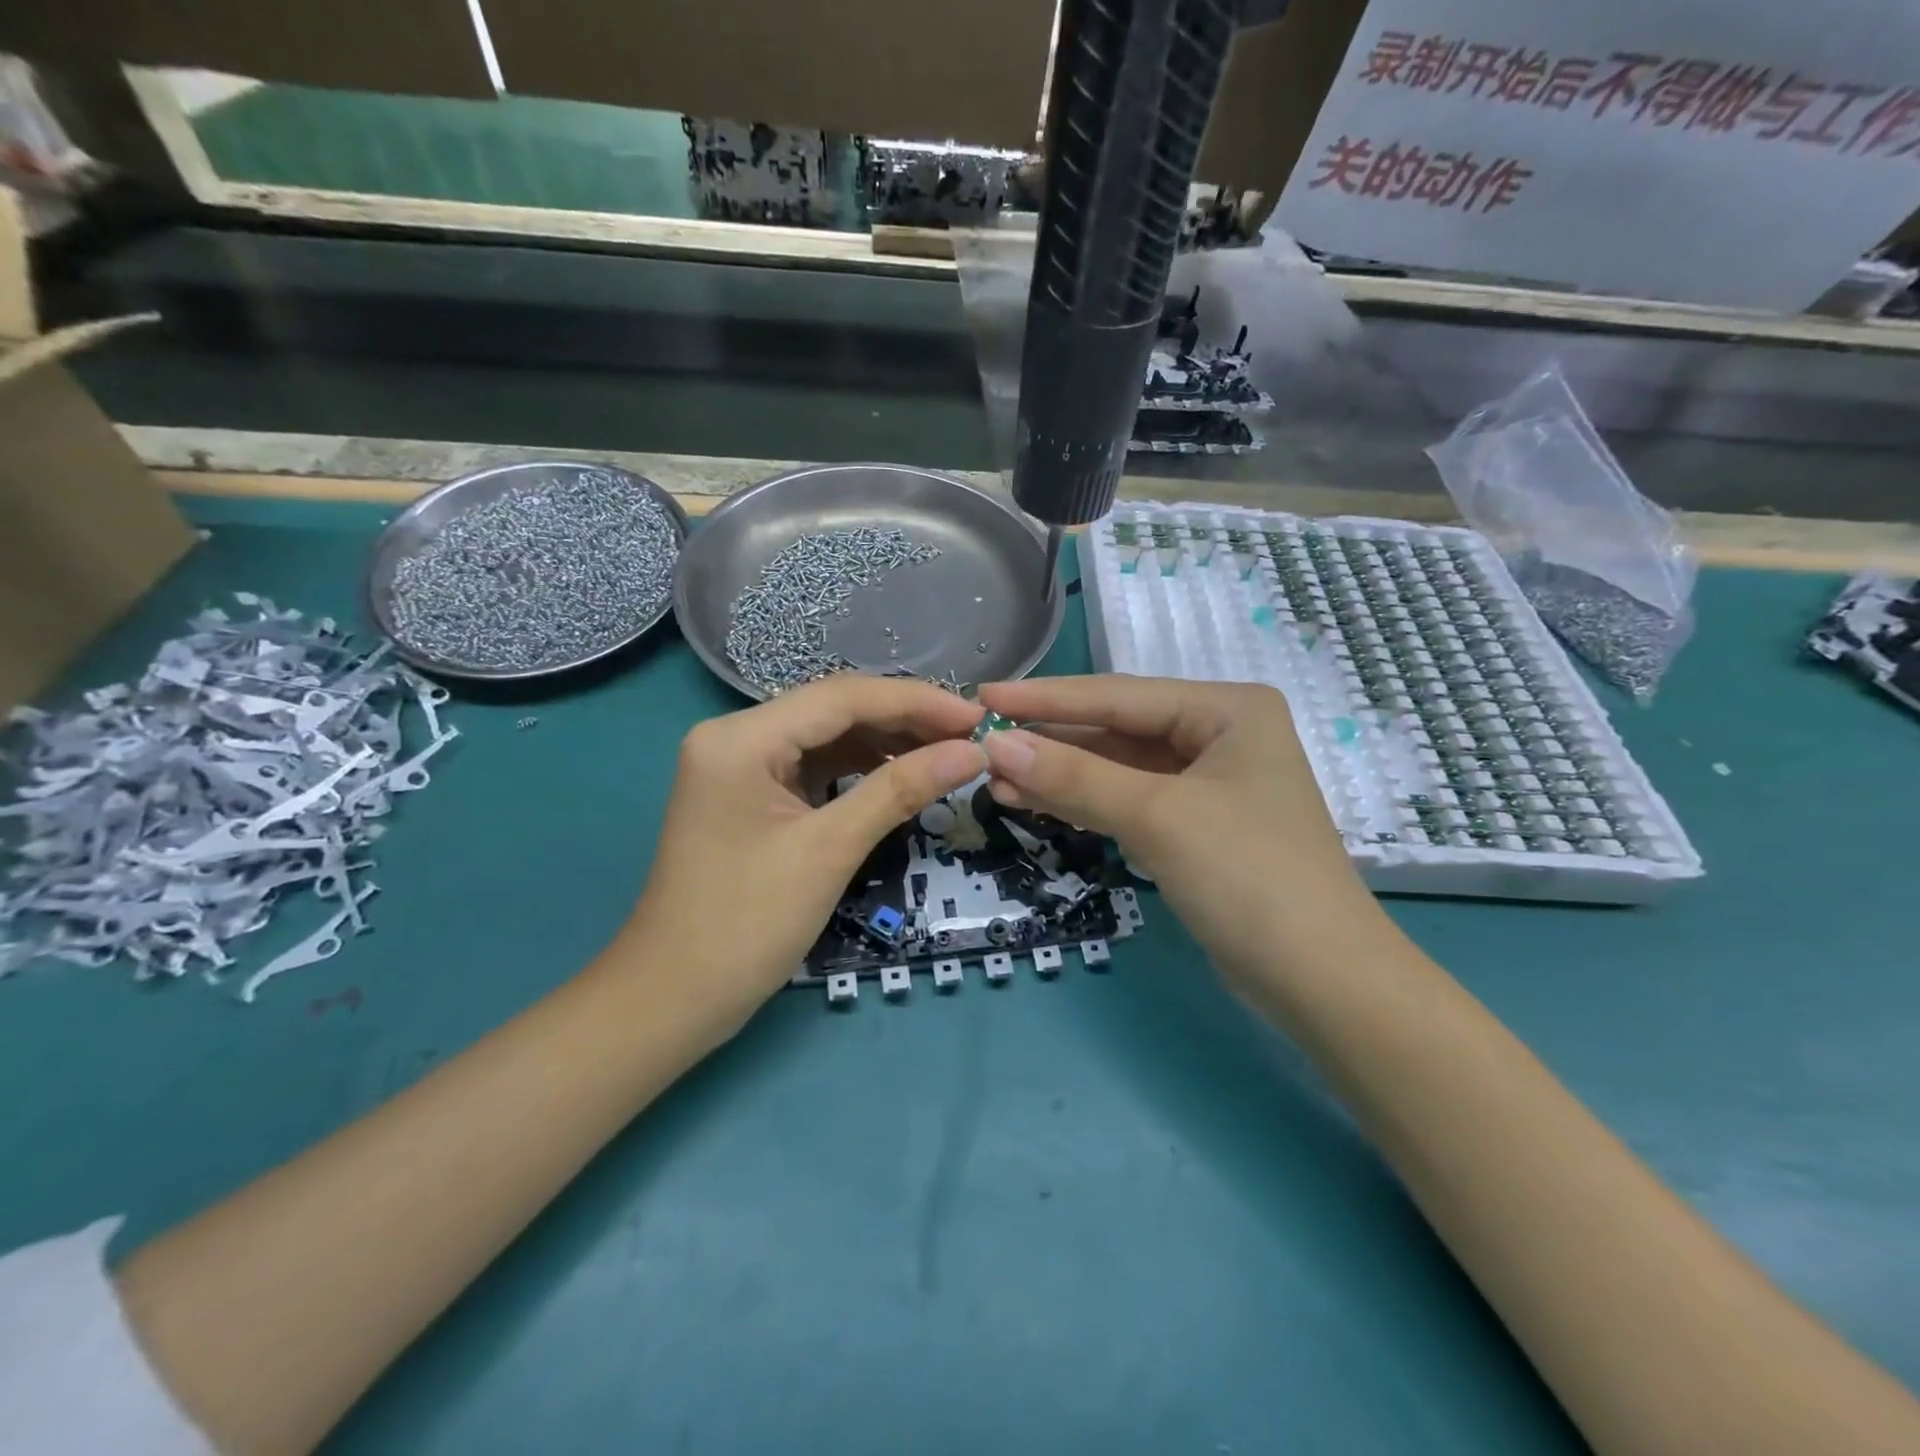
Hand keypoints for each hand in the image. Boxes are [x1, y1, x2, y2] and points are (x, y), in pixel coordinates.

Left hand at [622, 676, 985, 1033]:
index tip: (977, 716)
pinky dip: (859, 769)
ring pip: (827, 736)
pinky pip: (814, 766)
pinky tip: (900, 774)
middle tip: (971, 736)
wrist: (674, 999)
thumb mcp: (829, 850)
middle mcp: (735, 735)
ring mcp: (740, 765)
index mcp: (741, 737)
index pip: (842, 697)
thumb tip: (972, 752)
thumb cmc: (746, 925)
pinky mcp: (750, 794)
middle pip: (834, 710)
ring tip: (947, 753)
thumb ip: (899, 790)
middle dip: (905, 720)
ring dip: (886, 743)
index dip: (916, 702)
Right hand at [976, 675, 1377, 986]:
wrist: (1321, 983)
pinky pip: (1127, 799)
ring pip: (1117, 767)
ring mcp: (1207, 782)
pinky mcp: (1195, 825)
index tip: (984, 696)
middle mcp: (1219, 735)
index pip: (1119, 696)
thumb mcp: (1158, 817)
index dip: (1046, 698)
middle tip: (981, 741)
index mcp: (1227, 709)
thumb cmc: (1249, 878)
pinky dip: (1083, 801)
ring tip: (995, 776)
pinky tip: (1034, 800)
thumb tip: (995, 744)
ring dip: (1060, 773)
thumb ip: (1075, 777)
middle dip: (1050, 739)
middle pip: (1117, 728)